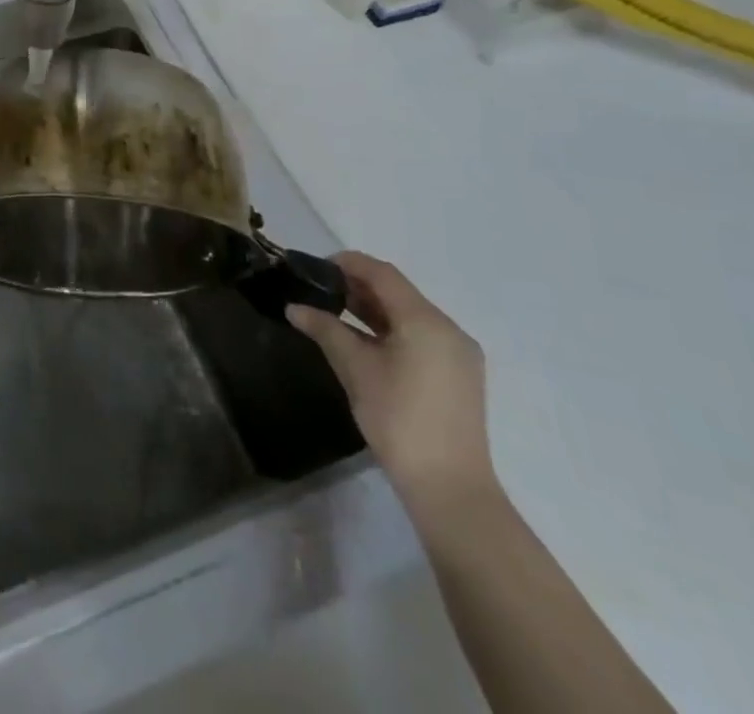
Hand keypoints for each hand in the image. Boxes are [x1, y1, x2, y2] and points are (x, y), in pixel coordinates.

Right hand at [286, 251, 496, 514]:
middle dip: (358, 286)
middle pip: (398, 292)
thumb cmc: (398, 420)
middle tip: (319, 290)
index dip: (348, 263)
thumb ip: (325, 329)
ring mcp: (458, 354)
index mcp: (426, 321)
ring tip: (335, 312)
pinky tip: (364, 341)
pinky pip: (420, 336)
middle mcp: (448, 330)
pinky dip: (391, 330)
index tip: (315, 267)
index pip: (382, 274)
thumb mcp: (355, 369)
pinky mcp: (459, 375)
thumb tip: (294, 308)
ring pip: (409, 315)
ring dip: (374, 309)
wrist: (449, 488)